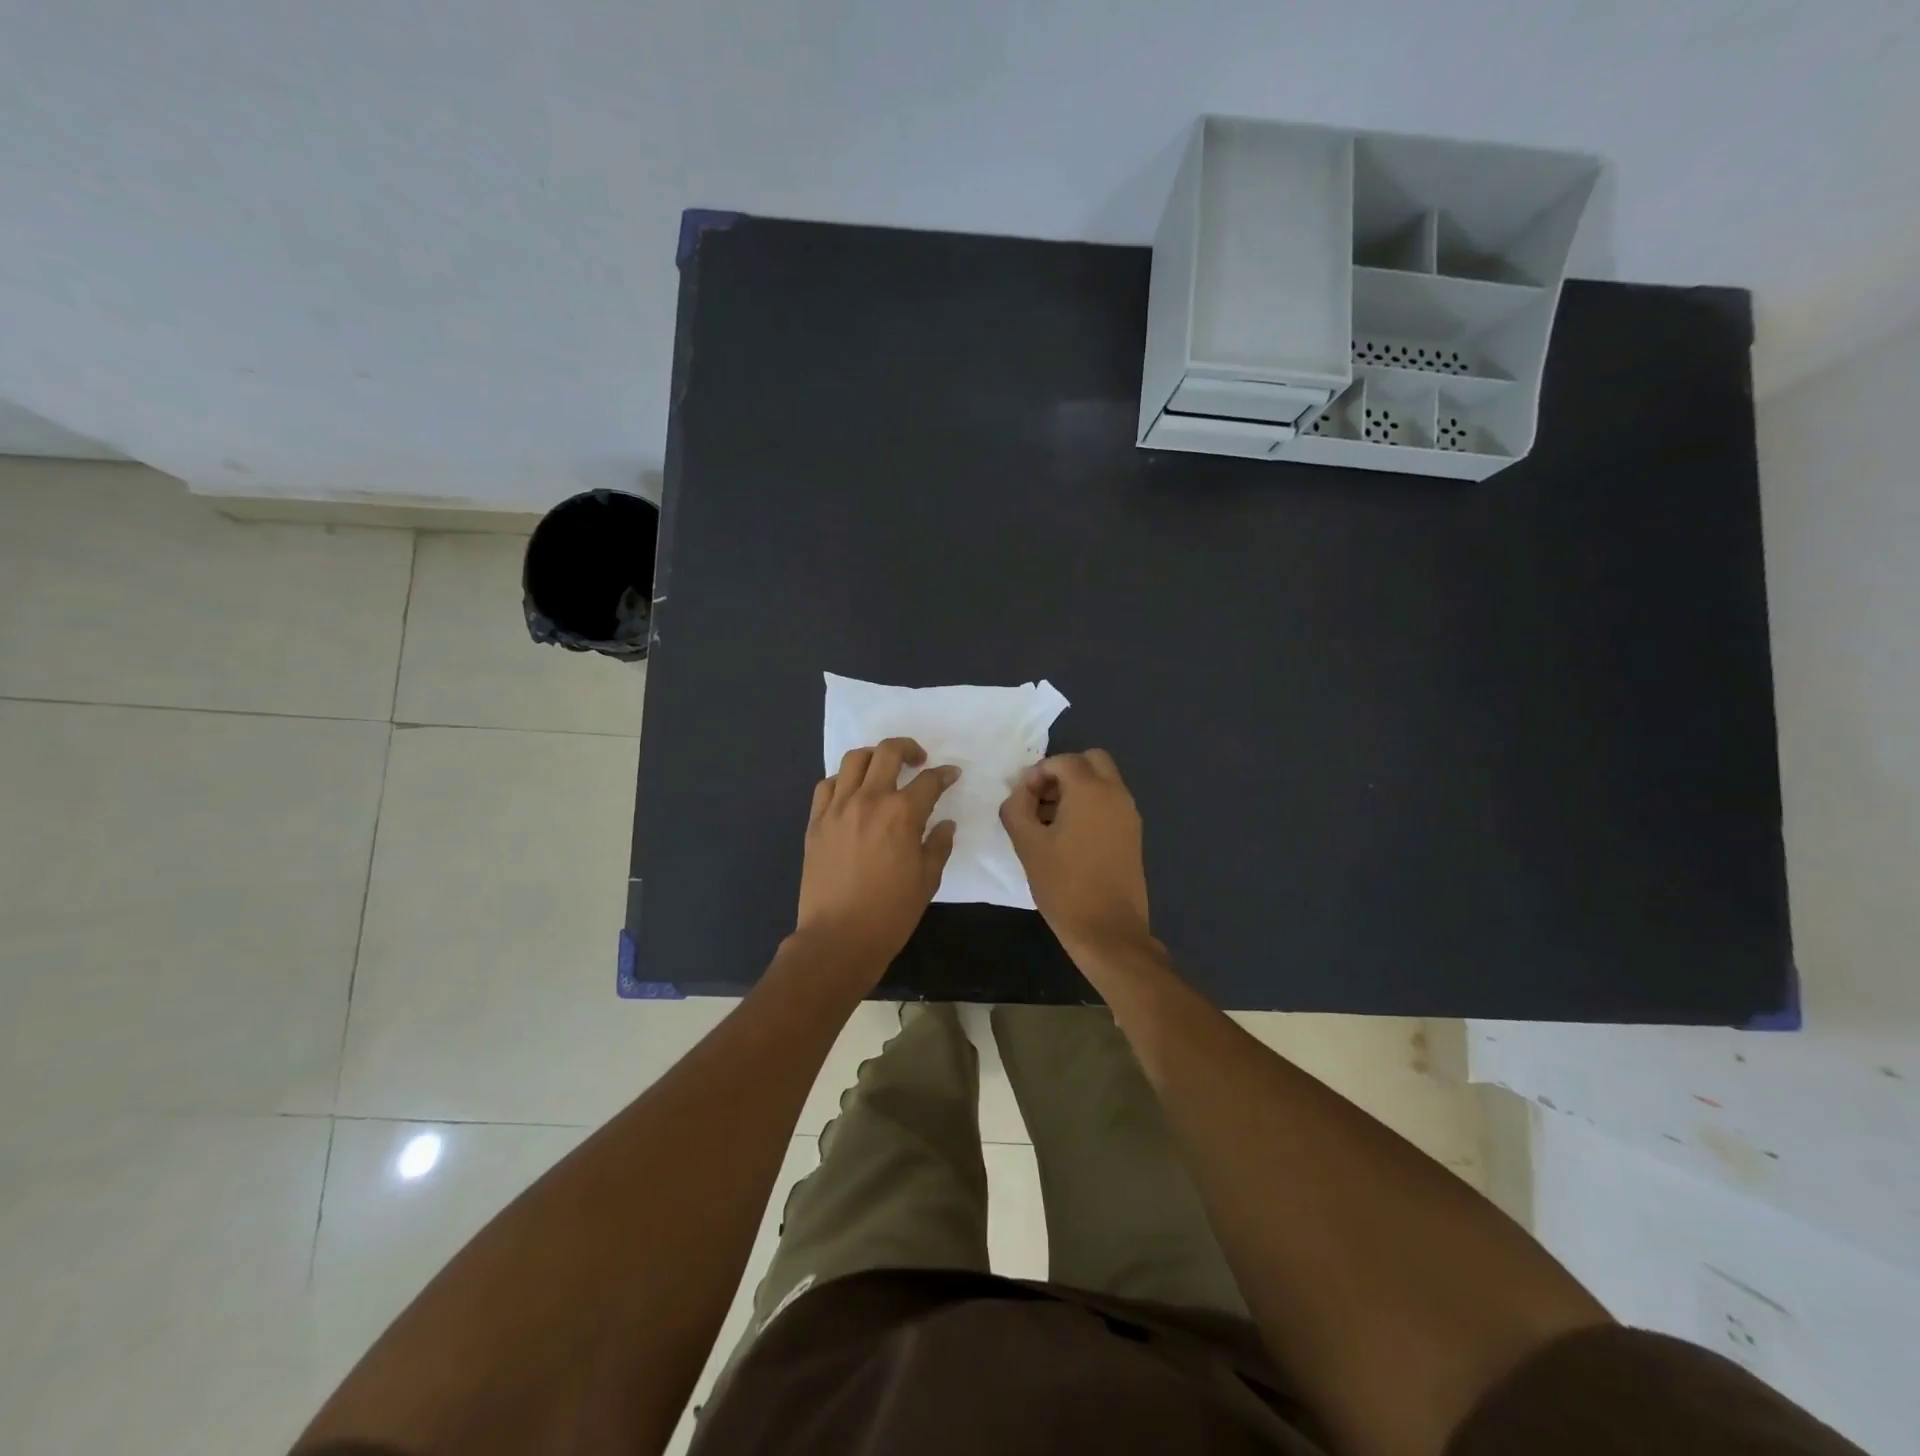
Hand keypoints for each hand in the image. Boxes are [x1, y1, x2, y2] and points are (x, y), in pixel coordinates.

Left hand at [795, 737, 958, 977]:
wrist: (838, 937)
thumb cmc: (891, 912)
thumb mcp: (927, 880)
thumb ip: (939, 845)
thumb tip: (945, 824)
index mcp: (902, 814)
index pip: (929, 780)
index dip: (944, 775)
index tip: (951, 775)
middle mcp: (869, 800)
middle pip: (888, 752)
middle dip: (908, 748)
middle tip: (918, 761)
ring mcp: (837, 807)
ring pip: (853, 760)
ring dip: (873, 757)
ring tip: (883, 769)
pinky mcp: (815, 821)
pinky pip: (826, 785)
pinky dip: (842, 780)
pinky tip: (851, 792)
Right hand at [999, 749, 1153, 960]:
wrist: (1108, 930)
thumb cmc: (1064, 884)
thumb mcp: (1027, 844)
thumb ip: (1016, 808)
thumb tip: (1020, 793)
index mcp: (1091, 791)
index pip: (1063, 761)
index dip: (1037, 773)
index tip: (1022, 798)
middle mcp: (1116, 794)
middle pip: (1092, 761)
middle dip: (1063, 772)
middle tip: (1040, 799)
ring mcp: (1129, 815)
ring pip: (1103, 782)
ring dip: (1077, 789)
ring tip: (1049, 821)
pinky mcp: (1133, 835)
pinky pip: (1110, 803)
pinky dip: (1090, 806)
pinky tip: (1069, 837)